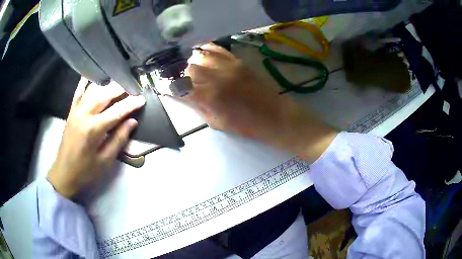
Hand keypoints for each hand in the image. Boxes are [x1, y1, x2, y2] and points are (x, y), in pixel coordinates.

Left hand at [47, 78, 145, 199]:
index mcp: (94, 129)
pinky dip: (87, 82)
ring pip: (93, 89)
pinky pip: (79, 90)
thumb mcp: (105, 160)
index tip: (142, 99)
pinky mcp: (71, 110)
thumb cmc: (85, 170)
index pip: (117, 111)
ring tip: (118, 84)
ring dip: (107, 85)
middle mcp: (84, 114)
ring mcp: (76, 110)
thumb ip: (119, 139)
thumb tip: (132, 121)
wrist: (64, 172)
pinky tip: (95, 77)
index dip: (131, 104)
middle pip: (105, 94)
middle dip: (120, 89)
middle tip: (133, 88)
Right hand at [184, 43, 337, 161]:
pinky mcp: (238, 61)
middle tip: (180, 80)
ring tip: (190, 67)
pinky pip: (218, 49)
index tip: (165, 88)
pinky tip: (202, 52)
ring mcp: (228, 66)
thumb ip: (199, 107)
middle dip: (180, 75)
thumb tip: (184, 97)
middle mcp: (216, 78)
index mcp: (210, 97)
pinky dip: (207, 49)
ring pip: (200, 56)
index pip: (181, 88)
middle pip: (188, 69)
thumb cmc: (247, 125)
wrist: (275, 116)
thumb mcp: (218, 122)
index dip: (170, 88)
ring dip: (192, 62)